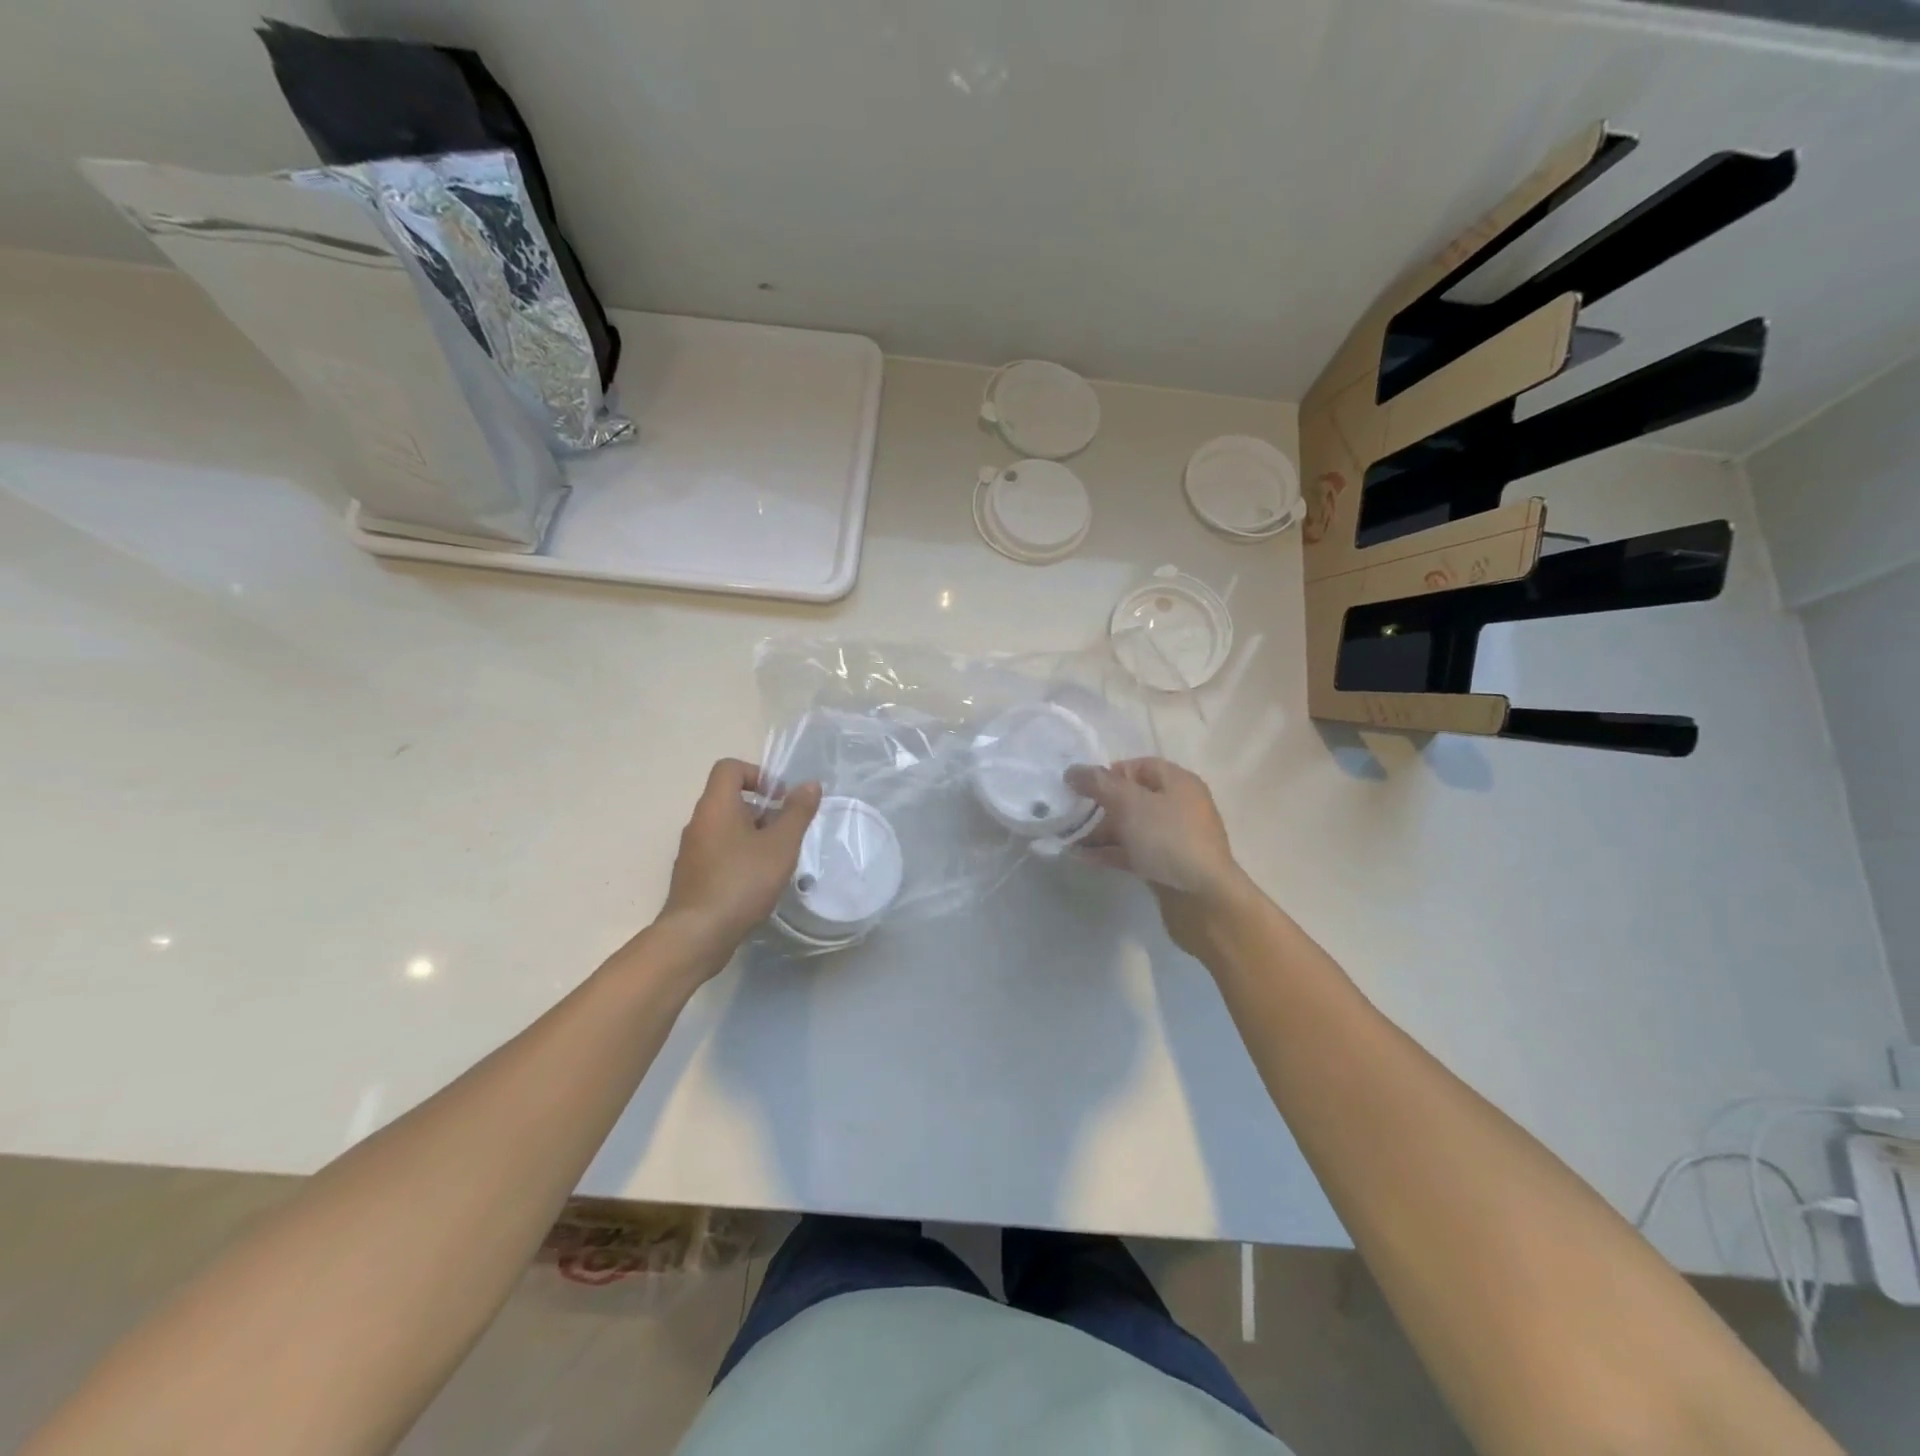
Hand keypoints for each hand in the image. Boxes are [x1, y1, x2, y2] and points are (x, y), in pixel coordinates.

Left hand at [659, 759, 821, 957]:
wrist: (697, 934)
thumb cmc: (742, 881)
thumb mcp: (780, 845)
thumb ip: (797, 812)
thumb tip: (809, 785)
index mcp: (716, 806)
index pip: (729, 768)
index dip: (757, 774)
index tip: (779, 798)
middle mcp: (698, 822)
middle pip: (729, 798)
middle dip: (761, 809)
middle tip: (785, 832)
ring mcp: (692, 850)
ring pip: (725, 828)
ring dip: (752, 835)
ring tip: (776, 860)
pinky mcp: (692, 875)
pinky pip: (718, 852)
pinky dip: (739, 856)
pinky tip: (756, 882)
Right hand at [1065, 758, 1252, 957]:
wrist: (1204, 899)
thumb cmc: (1169, 839)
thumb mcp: (1131, 804)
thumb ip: (1099, 784)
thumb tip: (1073, 770)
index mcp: (1177, 782)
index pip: (1137, 766)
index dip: (1108, 773)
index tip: (1082, 788)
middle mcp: (1177, 805)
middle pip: (1131, 797)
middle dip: (1099, 805)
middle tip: (1070, 814)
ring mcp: (1173, 838)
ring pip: (1130, 827)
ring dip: (1099, 831)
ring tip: (1067, 838)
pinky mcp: (1165, 865)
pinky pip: (1132, 851)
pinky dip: (1108, 852)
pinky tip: (1081, 856)